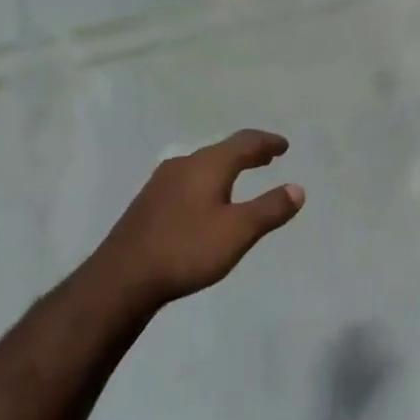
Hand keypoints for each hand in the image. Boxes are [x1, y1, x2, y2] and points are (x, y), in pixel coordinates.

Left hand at [92, 129, 304, 308]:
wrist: (122, 277)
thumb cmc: (186, 249)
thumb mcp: (237, 232)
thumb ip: (269, 209)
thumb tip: (297, 188)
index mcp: (207, 164)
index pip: (244, 142)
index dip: (267, 143)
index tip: (284, 146)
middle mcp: (184, 164)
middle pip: (222, 150)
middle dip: (248, 152)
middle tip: (268, 157)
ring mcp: (162, 182)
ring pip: (203, 164)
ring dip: (227, 166)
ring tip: (242, 176)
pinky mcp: (149, 202)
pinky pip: (188, 179)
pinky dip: (208, 180)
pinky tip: (206, 199)